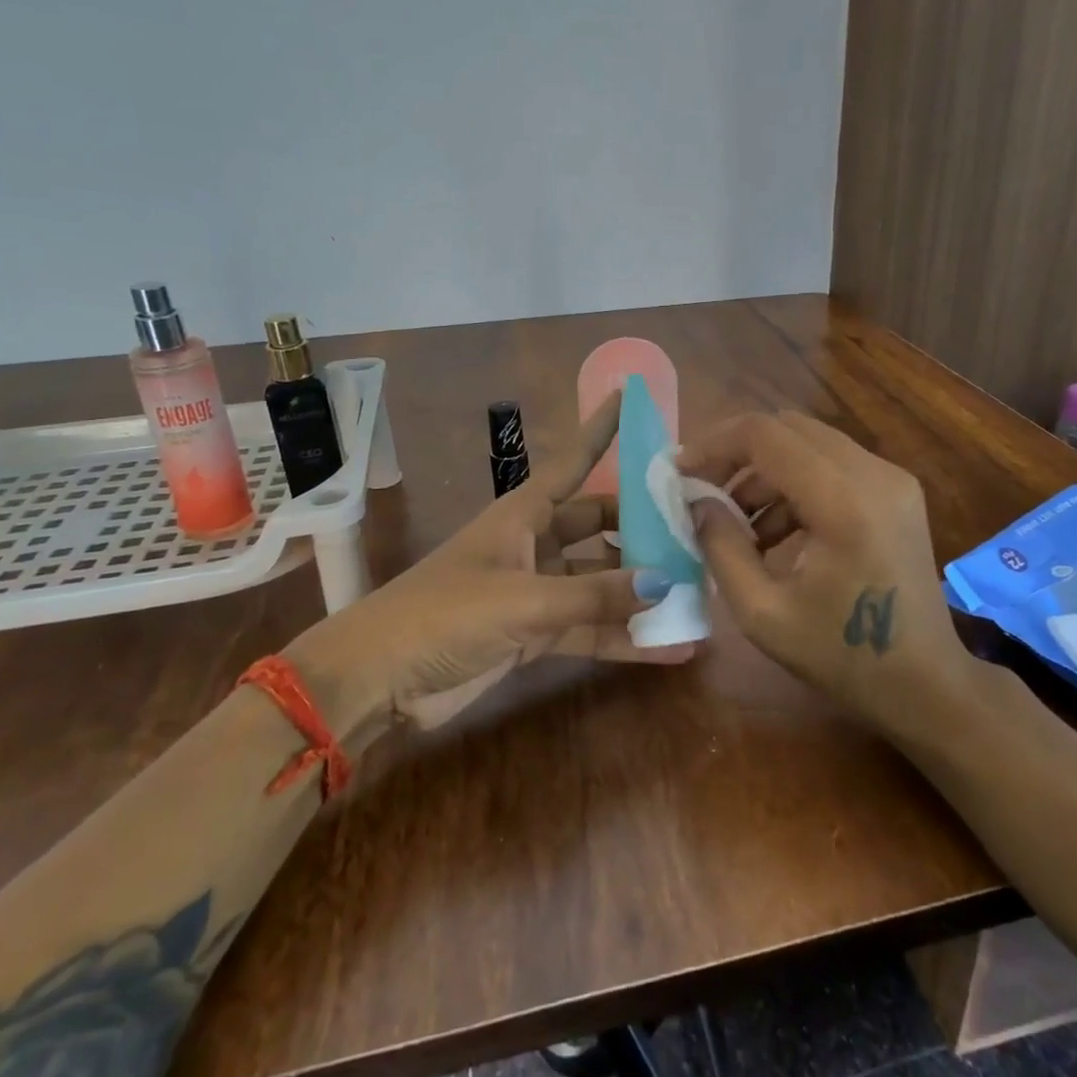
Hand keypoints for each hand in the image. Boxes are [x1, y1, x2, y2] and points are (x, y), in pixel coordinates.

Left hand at [286, 390, 693, 743]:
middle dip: (643, 529)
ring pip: (600, 582)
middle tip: (696, 532)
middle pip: (599, 525)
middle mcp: (534, 544)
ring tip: (697, 595)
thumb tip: (666, 582)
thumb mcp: (522, 600)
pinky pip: (590, 627)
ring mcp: (536, 590)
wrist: (378, 680)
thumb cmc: (443, 616)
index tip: (631, 396)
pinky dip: (623, 637)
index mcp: (522, 515)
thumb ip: (594, 595)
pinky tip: (669, 648)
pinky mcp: (535, 633)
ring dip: (640, 591)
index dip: (601, 429)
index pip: (573, 461)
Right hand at [677, 411, 963, 735]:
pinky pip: (832, 464)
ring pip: (809, 443)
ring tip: (736, 525)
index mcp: (844, 502)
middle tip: (702, 491)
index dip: (714, 445)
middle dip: (736, 453)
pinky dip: (794, 484)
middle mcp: (874, 474)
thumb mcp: (763, 613)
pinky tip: (775, 533)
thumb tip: (698, 502)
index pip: (766, 435)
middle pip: (788, 428)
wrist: (927, 685)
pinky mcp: (897, 491)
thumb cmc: (843, 658)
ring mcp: (892, 479)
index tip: (679, 473)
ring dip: (764, 472)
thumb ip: (721, 547)